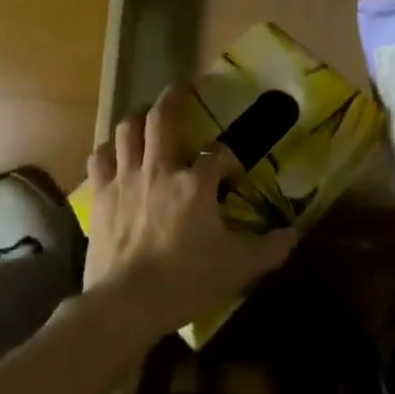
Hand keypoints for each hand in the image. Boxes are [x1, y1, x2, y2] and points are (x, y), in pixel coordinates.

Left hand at [82, 86, 298, 344]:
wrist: (127, 303)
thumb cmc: (185, 282)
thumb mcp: (237, 268)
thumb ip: (269, 249)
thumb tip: (295, 234)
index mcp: (195, 184)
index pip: (218, 155)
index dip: (228, 160)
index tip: (233, 176)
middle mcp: (159, 169)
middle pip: (162, 118)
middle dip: (172, 100)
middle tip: (178, 91)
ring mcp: (125, 179)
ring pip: (127, 130)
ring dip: (137, 119)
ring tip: (144, 117)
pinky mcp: (101, 195)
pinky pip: (99, 158)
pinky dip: (107, 150)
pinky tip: (113, 154)